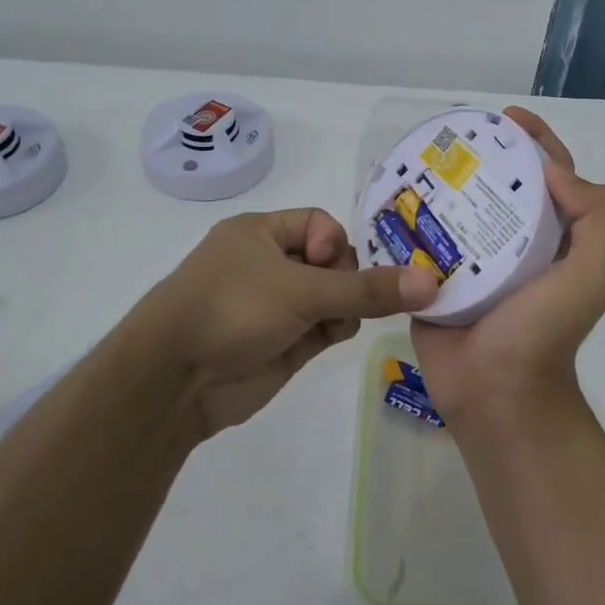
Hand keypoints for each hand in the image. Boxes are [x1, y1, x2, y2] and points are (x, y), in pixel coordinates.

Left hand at [139, 207, 438, 441]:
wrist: (175, 381)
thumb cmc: (231, 310)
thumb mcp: (301, 290)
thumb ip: (367, 288)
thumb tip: (430, 282)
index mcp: (260, 233)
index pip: (319, 224)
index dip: (336, 243)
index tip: (335, 268)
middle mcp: (269, 265)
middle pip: (333, 262)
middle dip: (348, 279)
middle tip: (349, 298)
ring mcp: (277, 306)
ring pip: (333, 297)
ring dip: (346, 306)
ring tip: (340, 321)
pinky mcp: (284, 343)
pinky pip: (325, 326)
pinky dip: (336, 328)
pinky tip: (332, 337)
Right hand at [410, 107, 604, 431]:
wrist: (496, 393)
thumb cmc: (545, 331)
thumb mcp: (597, 272)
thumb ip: (597, 215)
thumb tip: (552, 172)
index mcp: (554, 238)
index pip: (550, 175)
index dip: (535, 142)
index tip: (507, 118)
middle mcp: (516, 244)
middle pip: (500, 186)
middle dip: (481, 156)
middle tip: (451, 137)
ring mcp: (473, 262)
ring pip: (458, 209)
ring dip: (442, 183)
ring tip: (417, 158)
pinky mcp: (435, 279)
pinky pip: (423, 240)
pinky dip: (412, 217)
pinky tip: (392, 195)